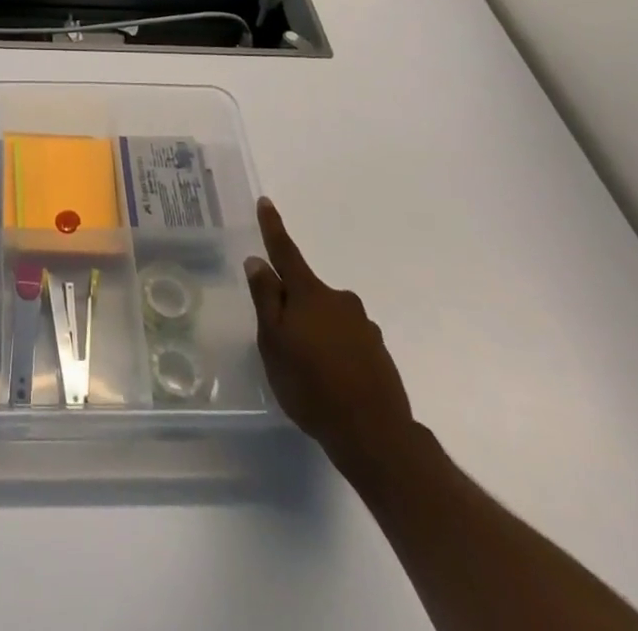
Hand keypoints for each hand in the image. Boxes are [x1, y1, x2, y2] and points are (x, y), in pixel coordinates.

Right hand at [245, 197, 418, 488]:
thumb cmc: (312, 386)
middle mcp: (340, 300)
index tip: (265, 202)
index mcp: (310, 294)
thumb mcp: (274, 343)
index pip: (285, 252)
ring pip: (329, 319)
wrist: (376, 436)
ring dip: (317, 332)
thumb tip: (257, 261)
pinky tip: (333, 382)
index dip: (272, 227)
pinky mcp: (379, 353)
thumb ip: (265, 300)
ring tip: (308, 371)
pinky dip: (337, 352)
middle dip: (294, 307)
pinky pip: (348, 341)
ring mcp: (364, 326)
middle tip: (283, 343)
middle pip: (308, 292)